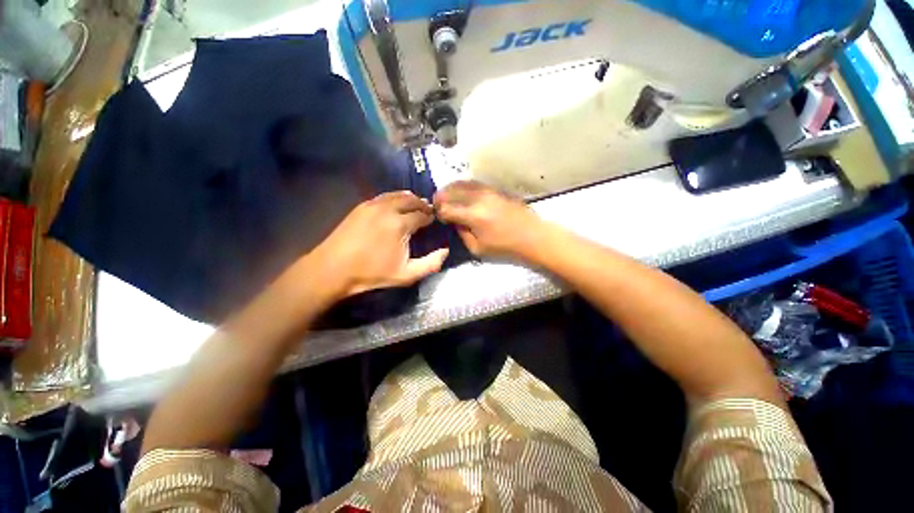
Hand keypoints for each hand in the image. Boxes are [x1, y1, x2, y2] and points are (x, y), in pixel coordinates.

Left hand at [308, 191, 448, 298]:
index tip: (434, 220)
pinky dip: (394, 198)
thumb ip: (430, 264)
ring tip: (415, 206)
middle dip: (422, 204)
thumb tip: (445, 251)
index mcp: (400, 224)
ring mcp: (372, 205)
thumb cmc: (372, 273)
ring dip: (409, 199)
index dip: (430, 217)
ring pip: (397, 195)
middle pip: (411, 200)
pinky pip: (383, 196)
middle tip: (427, 211)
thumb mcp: (406, 275)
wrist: (333, 268)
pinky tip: (396, 205)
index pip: (422, 214)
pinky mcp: (361, 206)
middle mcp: (388, 209)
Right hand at [434, 181, 543, 260]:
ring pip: (462, 183)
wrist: (532, 236)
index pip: (447, 208)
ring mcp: (488, 191)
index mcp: (473, 215)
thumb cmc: (505, 247)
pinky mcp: (495, 189)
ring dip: (450, 188)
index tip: (439, 217)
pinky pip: (474, 183)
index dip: (439, 212)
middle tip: (437, 203)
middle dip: (441, 197)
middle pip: (451, 191)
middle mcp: (478, 198)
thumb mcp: (478, 248)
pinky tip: (461, 192)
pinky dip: (463, 185)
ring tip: (446, 195)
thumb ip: (463, 234)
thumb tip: (456, 222)